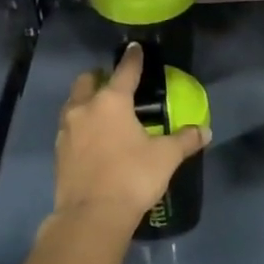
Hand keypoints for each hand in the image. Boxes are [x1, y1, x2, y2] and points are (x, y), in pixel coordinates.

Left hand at [53, 44, 209, 227]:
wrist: (92, 215)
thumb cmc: (132, 177)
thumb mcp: (165, 157)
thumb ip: (185, 140)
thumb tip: (205, 131)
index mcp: (111, 102)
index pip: (125, 72)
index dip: (133, 59)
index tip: (134, 48)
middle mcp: (84, 109)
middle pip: (86, 82)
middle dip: (98, 78)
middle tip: (112, 83)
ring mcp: (66, 131)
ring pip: (73, 105)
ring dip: (85, 102)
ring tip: (101, 110)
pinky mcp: (59, 153)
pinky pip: (69, 129)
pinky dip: (80, 126)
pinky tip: (92, 138)